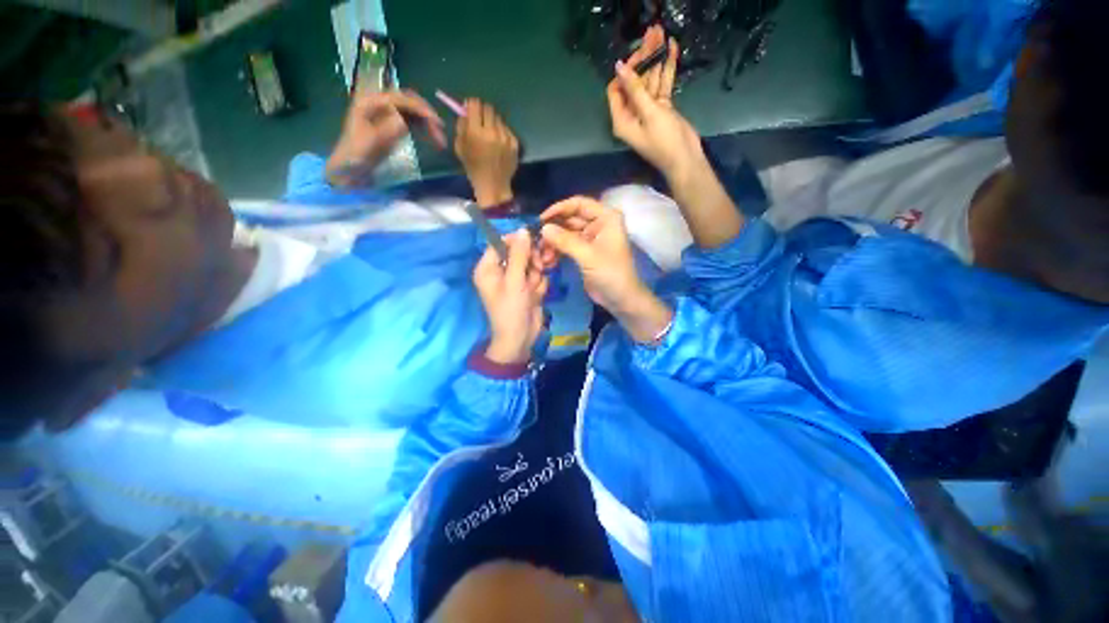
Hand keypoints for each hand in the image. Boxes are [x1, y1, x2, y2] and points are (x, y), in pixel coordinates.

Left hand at [326, 90, 446, 186]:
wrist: (350, 169)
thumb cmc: (356, 155)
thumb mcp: (371, 142)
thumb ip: (387, 129)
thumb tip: (405, 120)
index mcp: (370, 102)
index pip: (400, 98)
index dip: (419, 108)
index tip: (435, 122)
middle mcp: (379, 103)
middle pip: (409, 102)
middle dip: (426, 114)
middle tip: (441, 130)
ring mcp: (387, 114)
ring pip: (413, 112)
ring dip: (428, 123)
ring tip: (440, 140)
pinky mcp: (393, 125)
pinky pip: (413, 122)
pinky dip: (424, 129)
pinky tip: (433, 139)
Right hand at [455, 99, 519, 207]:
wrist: (493, 185)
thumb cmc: (474, 168)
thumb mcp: (460, 147)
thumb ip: (461, 126)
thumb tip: (465, 111)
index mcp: (476, 132)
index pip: (475, 104)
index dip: (472, 105)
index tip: (471, 111)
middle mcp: (493, 132)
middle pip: (489, 108)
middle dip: (483, 112)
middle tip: (481, 122)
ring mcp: (506, 138)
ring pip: (499, 119)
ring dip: (494, 123)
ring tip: (491, 136)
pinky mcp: (515, 144)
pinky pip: (507, 130)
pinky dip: (503, 134)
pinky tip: (500, 145)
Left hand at [473, 231, 548, 364]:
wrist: (520, 338)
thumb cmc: (511, 310)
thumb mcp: (514, 281)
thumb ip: (520, 255)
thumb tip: (523, 230)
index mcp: (488, 268)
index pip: (500, 243)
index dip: (517, 241)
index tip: (532, 242)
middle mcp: (500, 271)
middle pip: (519, 251)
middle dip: (530, 260)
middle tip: (537, 268)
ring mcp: (515, 279)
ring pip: (532, 263)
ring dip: (536, 275)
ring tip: (532, 289)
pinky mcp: (527, 287)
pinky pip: (537, 276)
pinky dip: (539, 285)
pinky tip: (536, 296)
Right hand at [540, 197, 672, 342]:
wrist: (620, 299)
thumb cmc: (610, 274)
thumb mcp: (588, 256)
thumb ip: (565, 240)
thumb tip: (543, 228)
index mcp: (606, 218)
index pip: (579, 204)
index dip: (559, 208)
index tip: (541, 219)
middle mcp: (598, 224)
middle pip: (570, 218)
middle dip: (554, 229)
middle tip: (537, 240)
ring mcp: (591, 238)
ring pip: (566, 233)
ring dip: (554, 242)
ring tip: (543, 256)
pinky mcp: (584, 252)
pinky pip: (567, 245)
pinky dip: (557, 251)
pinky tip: (548, 260)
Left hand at [606, 27, 704, 183]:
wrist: (685, 159)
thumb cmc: (664, 140)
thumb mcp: (649, 113)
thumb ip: (635, 89)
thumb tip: (619, 67)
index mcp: (622, 119)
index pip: (616, 89)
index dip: (625, 71)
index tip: (639, 54)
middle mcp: (631, 114)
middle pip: (634, 82)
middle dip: (643, 58)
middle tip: (654, 32)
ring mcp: (647, 110)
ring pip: (649, 81)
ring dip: (655, 59)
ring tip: (662, 33)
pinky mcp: (661, 108)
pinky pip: (661, 85)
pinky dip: (666, 69)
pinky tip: (672, 49)